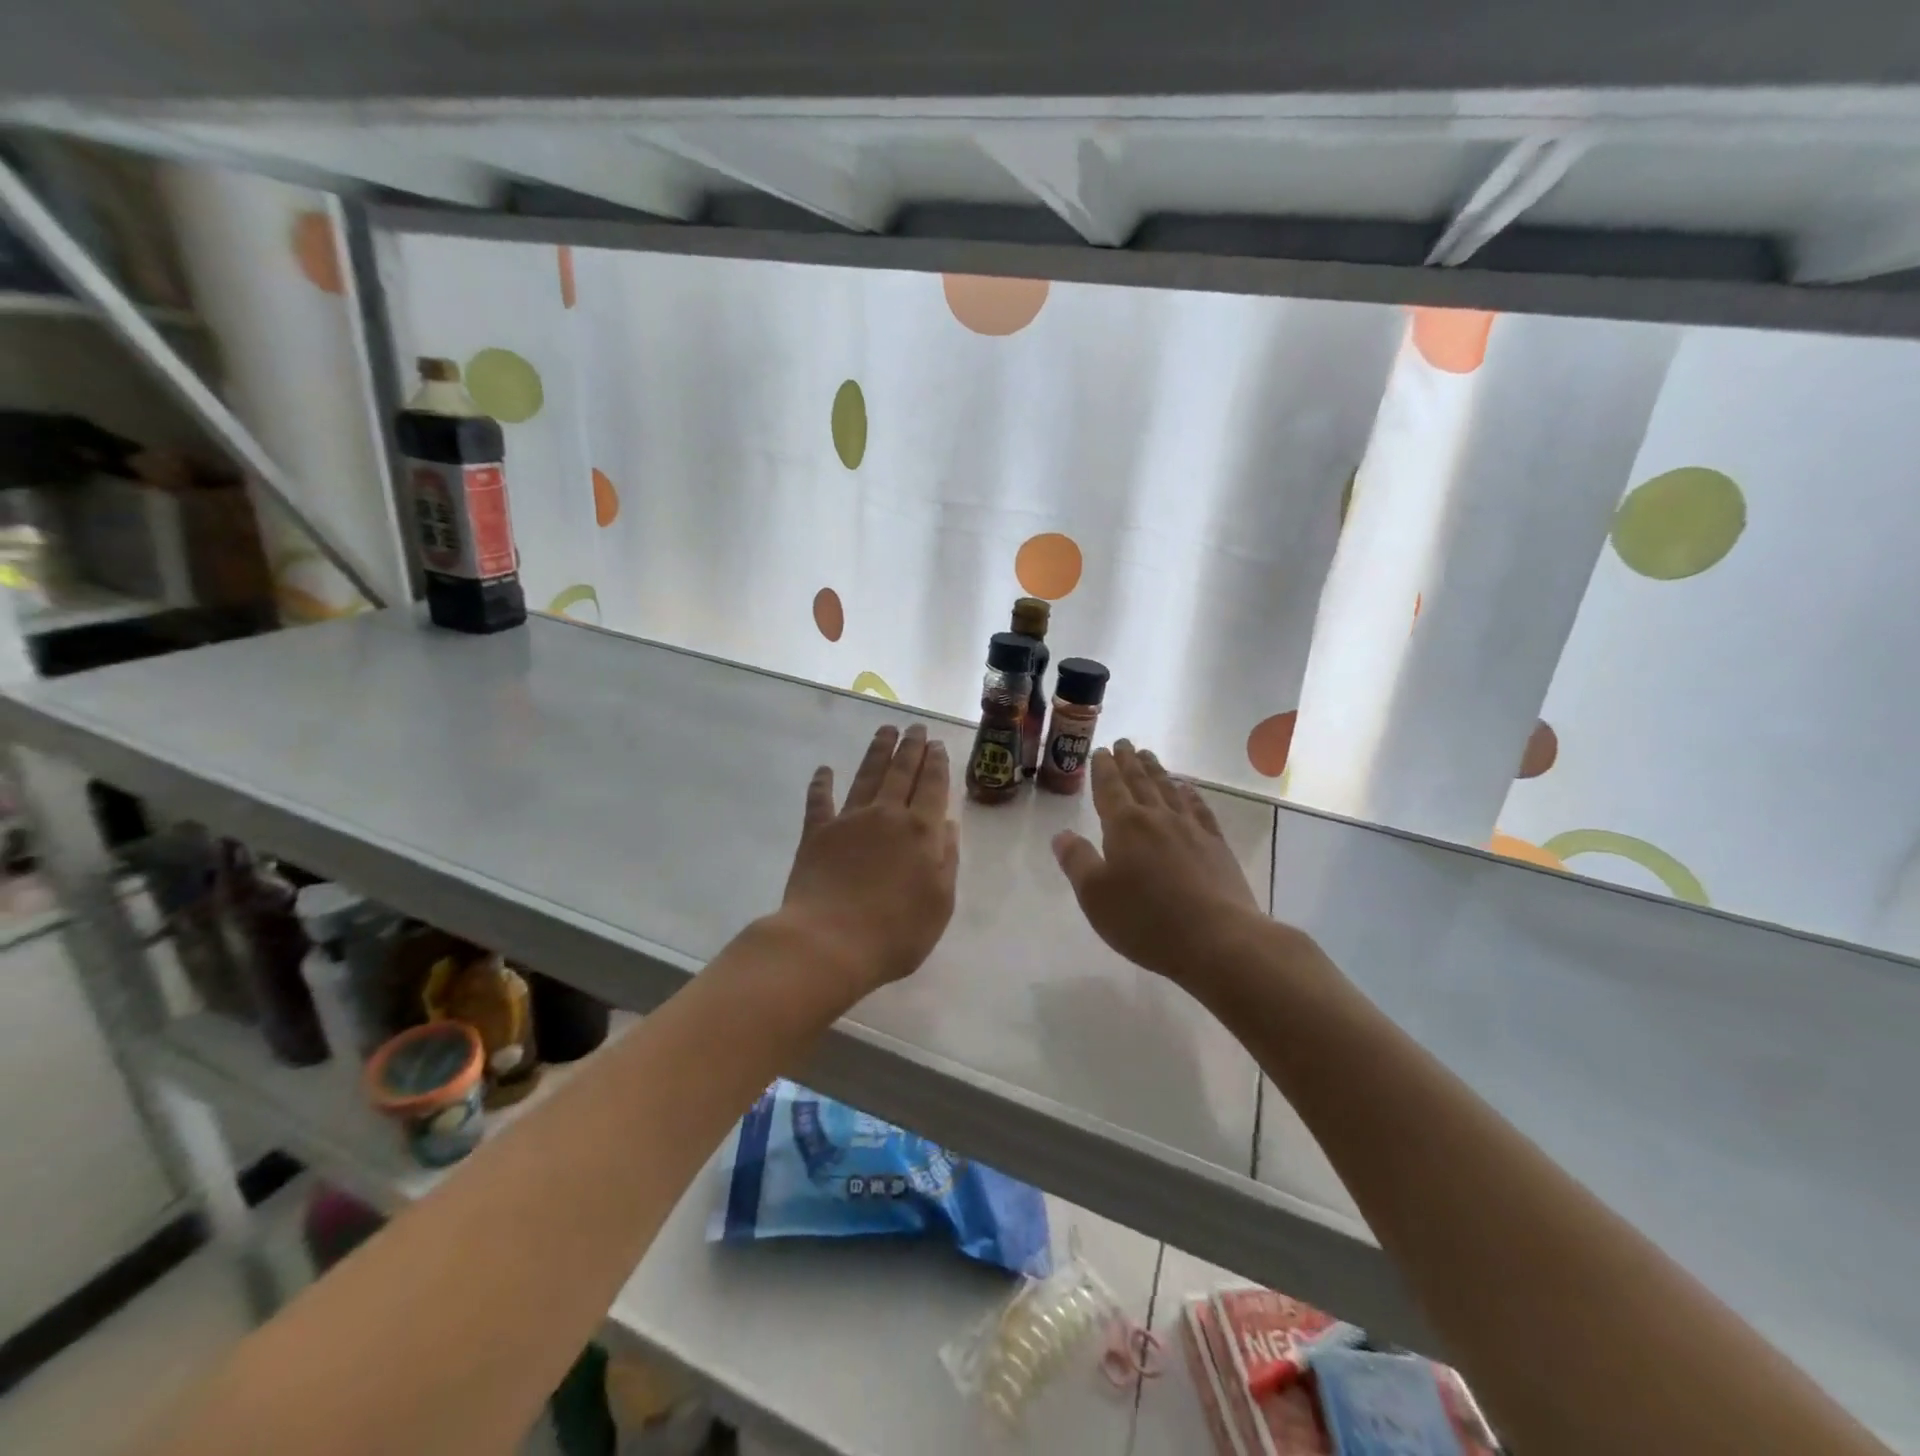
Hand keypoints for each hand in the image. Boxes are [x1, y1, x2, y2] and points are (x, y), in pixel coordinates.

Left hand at [777, 723, 958, 997]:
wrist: (829, 944)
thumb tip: (948, 825)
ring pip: (867, 775)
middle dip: (911, 747)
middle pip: (902, 772)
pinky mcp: (816, 833)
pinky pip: (820, 800)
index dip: (936, 764)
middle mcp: (887, 815)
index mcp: (921, 832)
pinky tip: (824, 770)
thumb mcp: (940, 904)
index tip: (937, 744)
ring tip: (886, 730)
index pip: (933, 787)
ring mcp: (849, 820)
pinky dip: (822, 783)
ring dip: (877, 751)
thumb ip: (947, 861)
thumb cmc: (895, 933)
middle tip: (915, 727)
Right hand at [1052, 740, 1266, 985]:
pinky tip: (1187, 789)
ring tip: (1148, 756)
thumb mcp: (1095, 896)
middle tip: (1124, 743)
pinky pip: (1199, 808)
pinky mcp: (1216, 845)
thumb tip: (1061, 835)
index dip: (1103, 768)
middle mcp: (1157, 818)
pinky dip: (1189, 794)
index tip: (1101, 751)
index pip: (1110, 787)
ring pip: (1169, 789)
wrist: (1217, 939)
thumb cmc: (1146, 920)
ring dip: (1156, 771)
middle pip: (1140, 781)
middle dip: (1128, 761)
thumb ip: (1076, 861)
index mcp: (1124, 826)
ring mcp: (1191, 829)